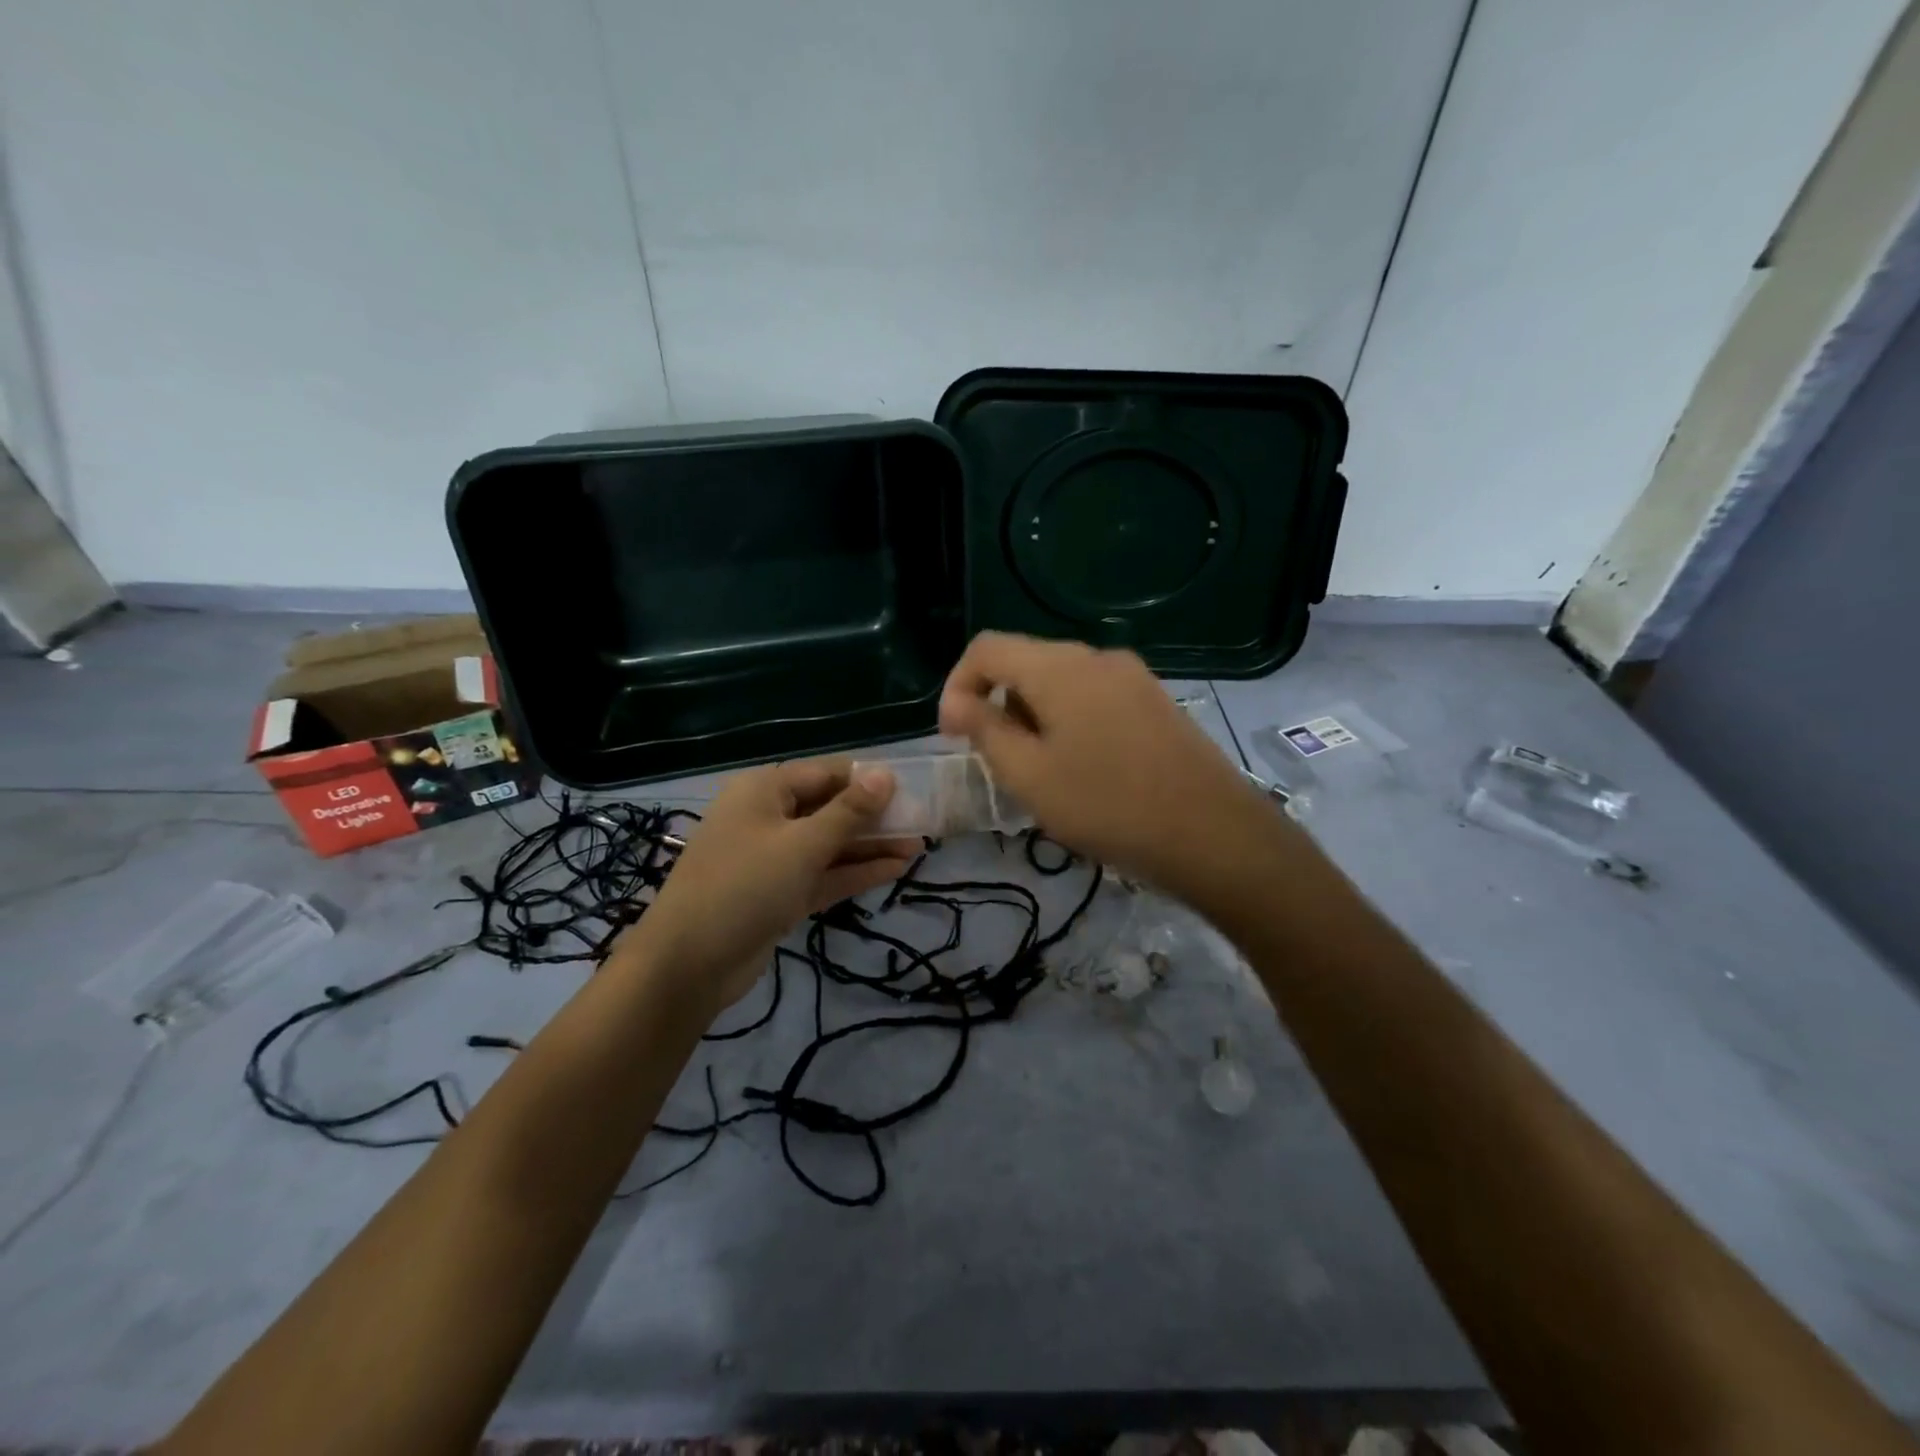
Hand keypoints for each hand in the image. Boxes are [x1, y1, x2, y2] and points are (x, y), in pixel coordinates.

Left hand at [626, 761, 918, 1014]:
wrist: (688, 965)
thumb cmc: (744, 886)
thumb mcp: (802, 844)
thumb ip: (849, 811)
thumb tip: (886, 774)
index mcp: (764, 790)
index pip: (826, 773)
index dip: (868, 779)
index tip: (911, 788)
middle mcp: (768, 817)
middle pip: (830, 807)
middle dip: (874, 816)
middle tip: (922, 821)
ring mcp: (773, 858)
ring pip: (830, 843)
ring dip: (870, 845)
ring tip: (919, 846)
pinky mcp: (780, 893)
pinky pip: (824, 874)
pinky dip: (855, 871)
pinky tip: (896, 869)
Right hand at [938, 632, 1274, 896]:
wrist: (1214, 834)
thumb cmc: (1107, 805)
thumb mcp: (1029, 775)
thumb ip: (985, 730)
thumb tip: (958, 703)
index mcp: (1059, 667)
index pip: (986, 649)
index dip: (957, 685)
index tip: (953, 736)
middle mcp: (1096, 657)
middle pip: (1025, 662)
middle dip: (997, 704)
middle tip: (996, 760)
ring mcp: (1133, 676)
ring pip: (1061, 681)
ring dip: (1033, 715)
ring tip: (1039, 770)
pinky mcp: (1156, 700)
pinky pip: (1094, 696)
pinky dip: (1069, 720)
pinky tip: (1083, 767)